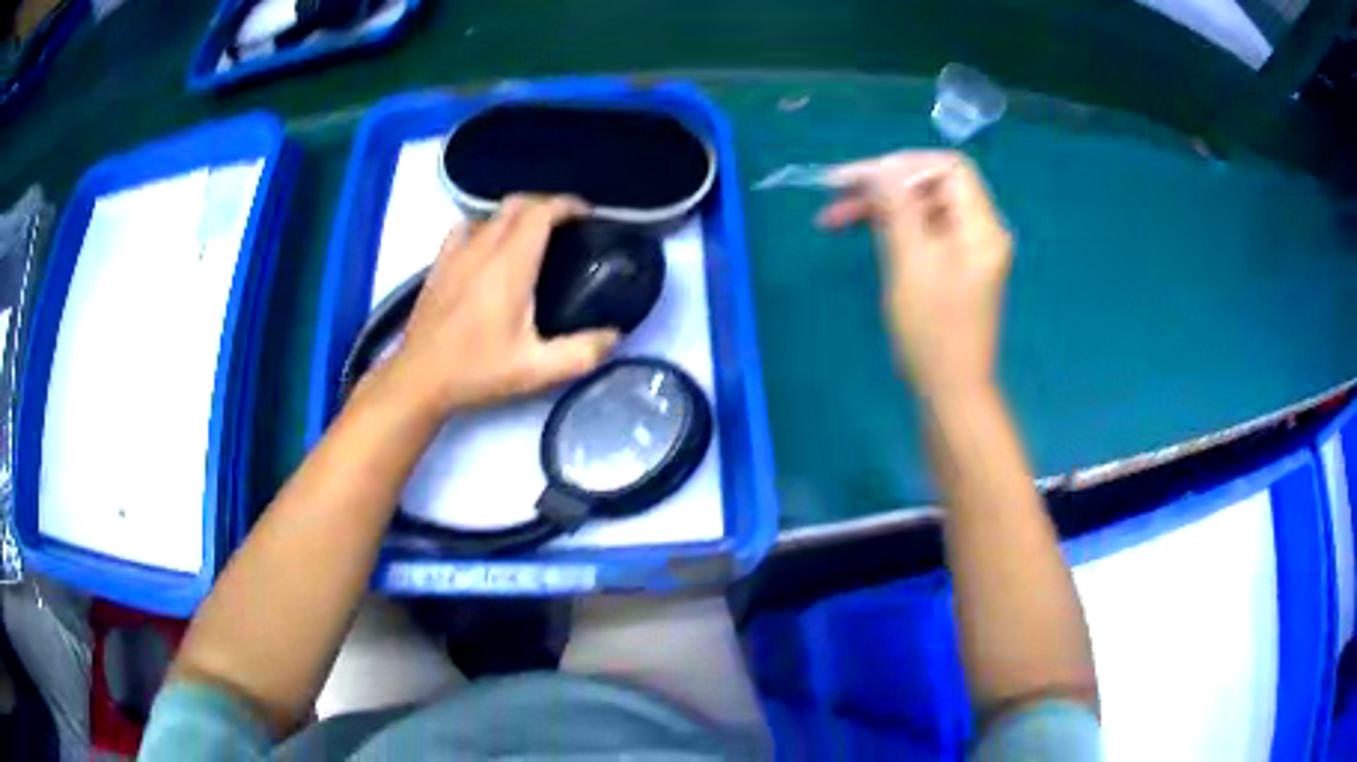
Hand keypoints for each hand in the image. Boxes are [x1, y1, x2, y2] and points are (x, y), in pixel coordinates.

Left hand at [369, 195, 618, 416]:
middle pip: (517, 204)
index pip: (540, 212)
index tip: (587, 215)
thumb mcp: (536, 370)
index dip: (567, 205)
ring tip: (531, 236)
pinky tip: (488, 247)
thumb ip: (582, 353)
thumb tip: (615, 336)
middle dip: (545, 205)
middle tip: (566, 226)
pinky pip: (465, 228)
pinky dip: (484, 226)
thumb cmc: (477, 371)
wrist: (419, 379)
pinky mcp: (438, 264)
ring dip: (516, 215)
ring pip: (491, 214)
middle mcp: (482, 248)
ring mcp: (456, 253)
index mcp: (510, 265)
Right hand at [818, 152, 1011, 400]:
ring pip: (920, 208)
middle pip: (931, 186)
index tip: (861, 178)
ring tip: (832, 218)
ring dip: (879, 206)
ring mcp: (965, 250)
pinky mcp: (951, 267)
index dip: (904, 165)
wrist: (950, 392)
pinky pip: (920, 232)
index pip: (948, 168)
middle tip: (834, 193)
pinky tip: (858, 231)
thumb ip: (898, 207)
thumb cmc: (933, 331)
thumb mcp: (912, 262)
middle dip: (883, 185)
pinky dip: (890, 228)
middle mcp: (979, 231)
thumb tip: (880, 168)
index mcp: (981, 226)